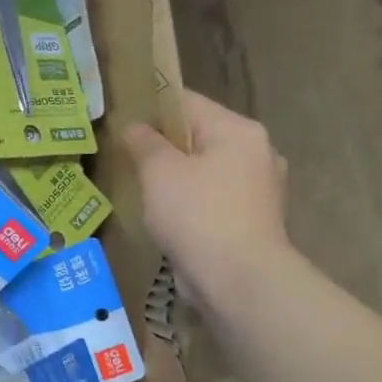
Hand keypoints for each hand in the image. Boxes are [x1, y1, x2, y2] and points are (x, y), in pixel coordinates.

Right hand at [122, 90, 291, 301]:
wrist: (238, 278)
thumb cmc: (196, 214)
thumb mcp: (158, 171)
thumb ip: (144, 142)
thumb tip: (134, 126)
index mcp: (238, 130)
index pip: (187, 103)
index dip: (151, 107)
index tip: (121, 120)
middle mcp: (257, 152)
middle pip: (200, 136)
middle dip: (164, 145)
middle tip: (127, 158)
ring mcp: (260, 188)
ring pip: (207, 169)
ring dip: (178, 176)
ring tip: (144, 189)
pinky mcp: (253, 219)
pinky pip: (214, 198)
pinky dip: (192, 202)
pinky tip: (169, 217)